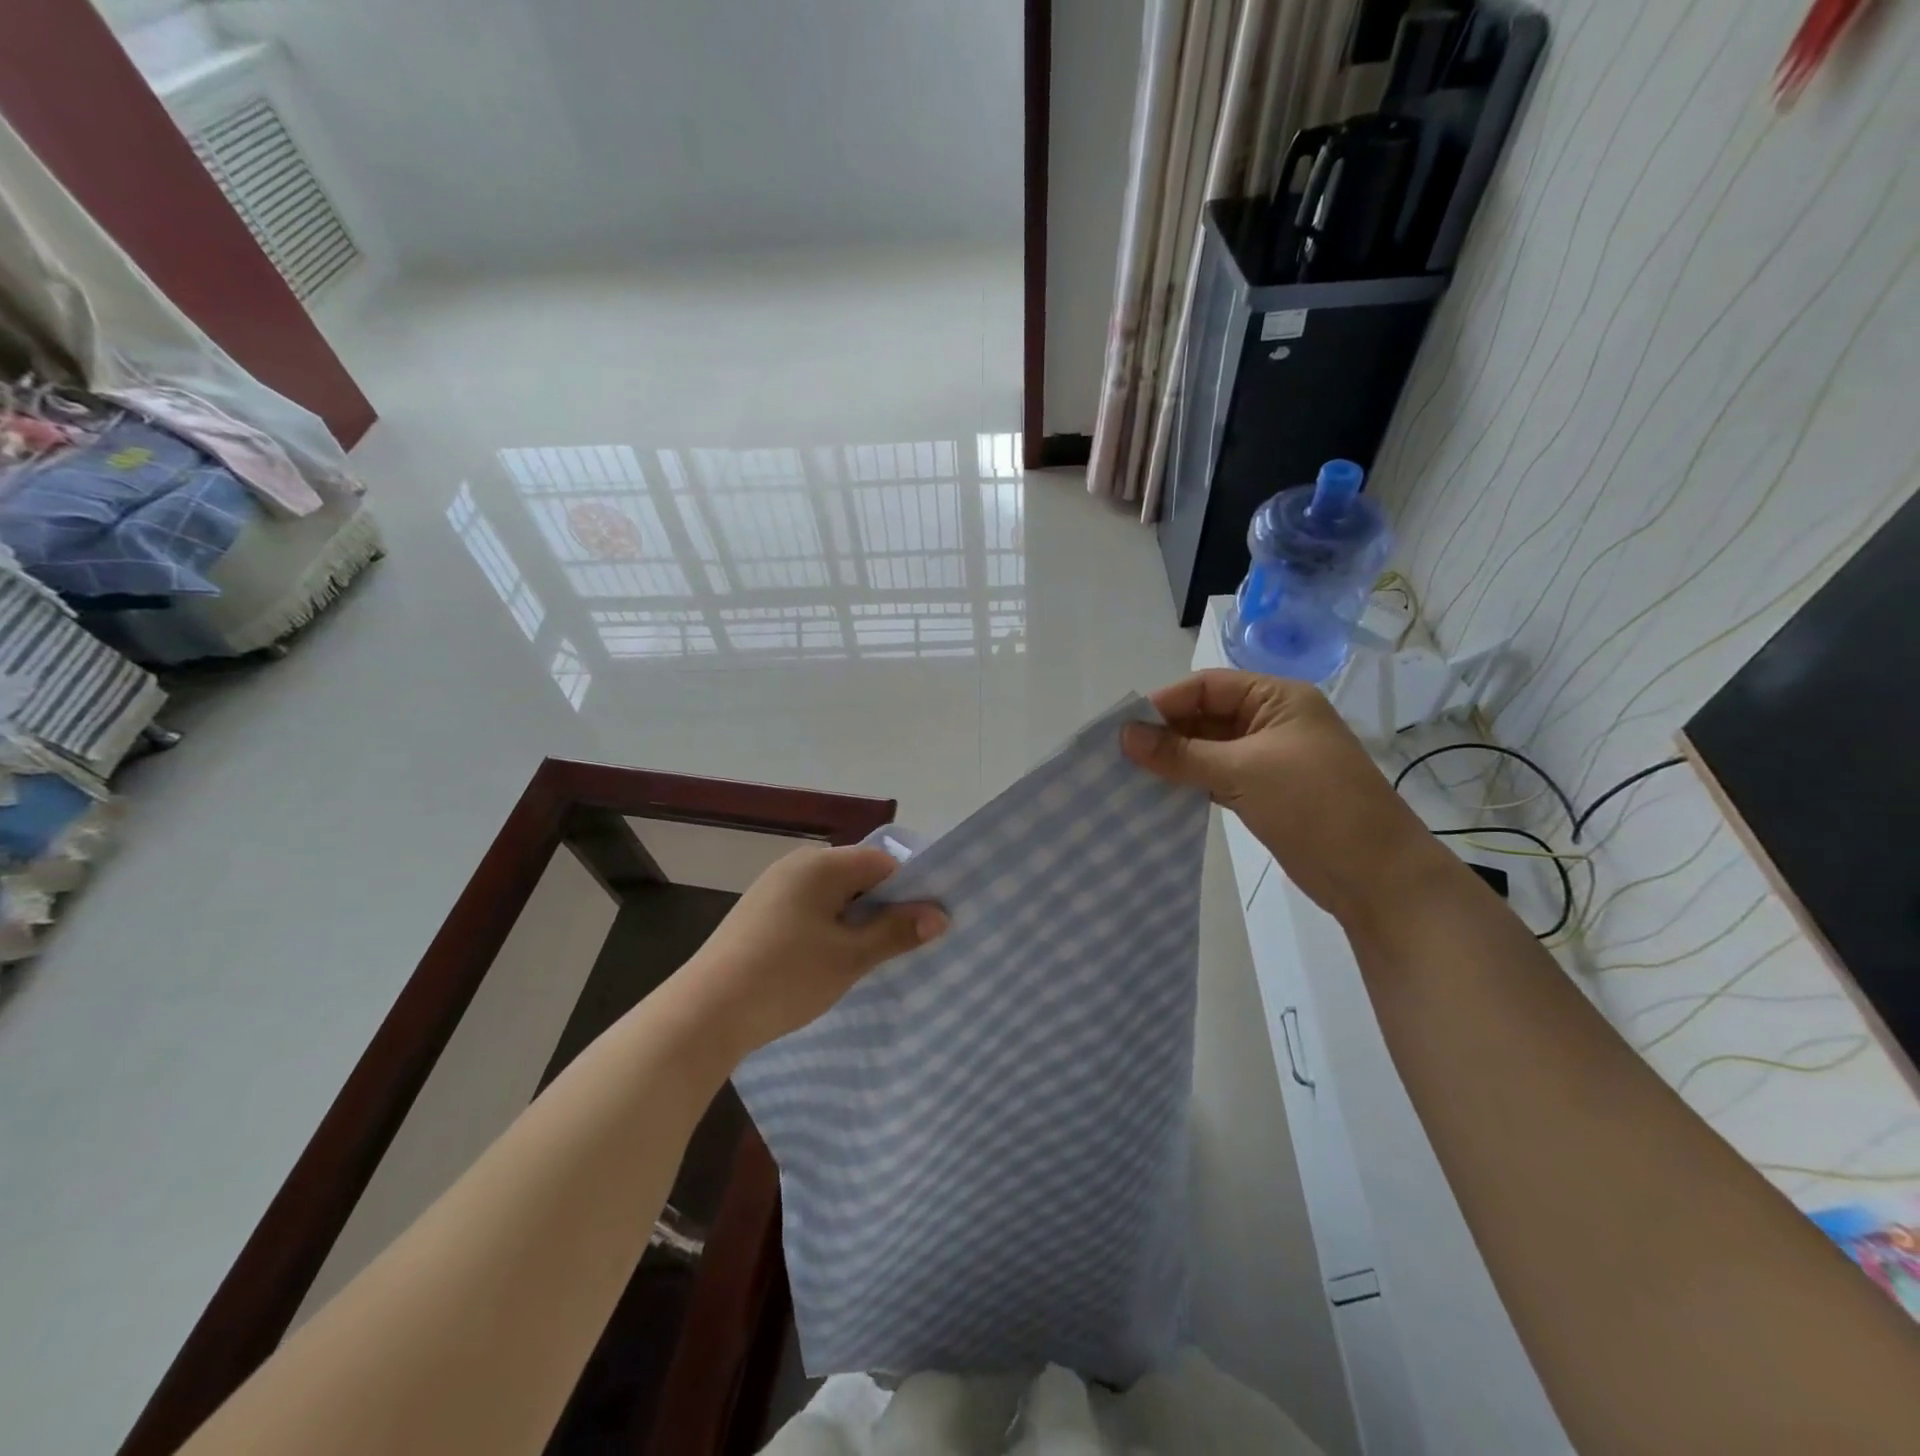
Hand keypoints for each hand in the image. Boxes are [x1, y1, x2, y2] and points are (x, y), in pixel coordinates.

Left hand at [676, 844, 947, 1058]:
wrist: (704, 1013)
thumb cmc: (785, 977)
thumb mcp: (850, 957)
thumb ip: (897, 931)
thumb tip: (941, 914)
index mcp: (821, 864)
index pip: (882, 863)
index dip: (909, 890)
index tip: (924, 924)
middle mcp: (797, 864)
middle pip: (858, 875)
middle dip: (883, 906)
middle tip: (902, 945)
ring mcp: (774, 887)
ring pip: (833, 894)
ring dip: (855, 920)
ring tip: (869, 956)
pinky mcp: (759, 911)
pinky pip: (810, 907)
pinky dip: (828, 926)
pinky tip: (830, 959)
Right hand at [1122, 670, 1444, 923]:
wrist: (1374, 875)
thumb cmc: (1314, 805)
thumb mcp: (1243, 770)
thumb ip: (1180, 753)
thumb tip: (1124, 735)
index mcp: (1278, 698)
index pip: (1208, 686)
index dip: (1166, 702)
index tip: (1124, 726)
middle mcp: (1272, 721)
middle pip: (1206, 715)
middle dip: (1166, 731)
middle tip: (1120, 753)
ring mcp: (1268, 759)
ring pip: (1208, 748)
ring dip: (1174, 758)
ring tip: (1130, 772)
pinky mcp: (1264, 792)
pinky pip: (1216, 776)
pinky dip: (1189, 781)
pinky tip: (1158, 792)